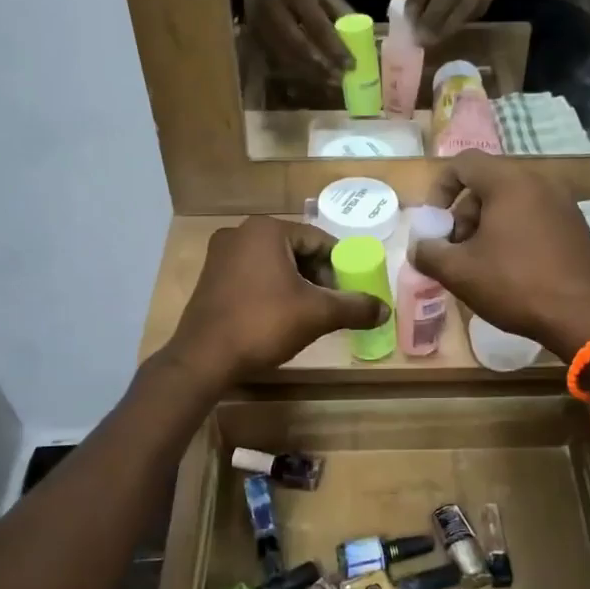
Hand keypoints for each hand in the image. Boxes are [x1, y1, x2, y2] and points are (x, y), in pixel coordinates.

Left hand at [164, 216, 387, 383]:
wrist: (204, 358)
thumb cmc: (263, 324)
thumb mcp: (317, 314)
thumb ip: (355, 307)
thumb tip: (385, 310)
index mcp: (266, 230)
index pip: (319, 240)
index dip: (340, 266)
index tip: (350, 292)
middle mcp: (240, 233)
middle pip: (296, 250)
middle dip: (318, 276)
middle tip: (332, 305)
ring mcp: (220, 255)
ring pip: (274, 264)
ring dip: (296, 285)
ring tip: (309, 314)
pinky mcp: (210, 278)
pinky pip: (253, 276)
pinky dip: (272, 291)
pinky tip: (279, 317)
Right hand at [237, 0, 351, 79]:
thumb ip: (339, 11)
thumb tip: (361, 40)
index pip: (317, 25)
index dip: (335, 48)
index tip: (351, 65)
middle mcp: (273, 7)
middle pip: (298, 46)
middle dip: (320, 67)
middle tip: (339, 80)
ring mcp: (259, 23)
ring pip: (285, 57)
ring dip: (308, 74)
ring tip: (328, 83)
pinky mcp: (253, 35)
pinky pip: (276, 59)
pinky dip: (294, 71)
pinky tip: (309, 77)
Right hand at [408, 152, 589, 359]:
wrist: (583, 317)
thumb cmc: (515, 285)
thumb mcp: (458, 272)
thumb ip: (428, 253)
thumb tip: (419, 247)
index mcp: (510, 182)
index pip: (463, 163)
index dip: (440, 189)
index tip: (434, 224)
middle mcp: (540, 181)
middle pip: (487, 184)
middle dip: (463, 215)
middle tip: (456, 251)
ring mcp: (563, 203)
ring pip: (511, 202)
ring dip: (487, 226)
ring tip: (481, 265)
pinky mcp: (576, 226)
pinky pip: (534, 216)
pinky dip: (514, 232)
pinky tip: (511, 270)